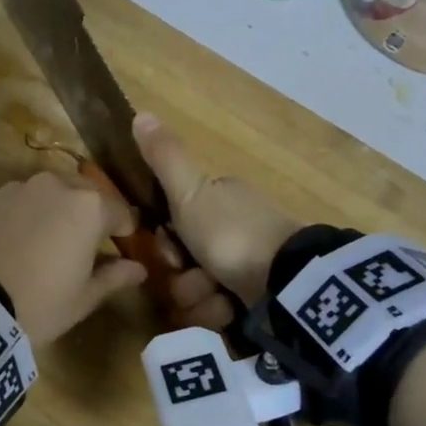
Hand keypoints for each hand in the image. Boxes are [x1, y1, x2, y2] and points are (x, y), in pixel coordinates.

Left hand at [0, 171, 146, 344]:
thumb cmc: (41, 303)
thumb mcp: (84, 297)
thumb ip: (114, 276)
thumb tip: (138, 268)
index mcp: (88, 207)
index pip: (119, 211)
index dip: (124, 229)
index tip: (123, 243)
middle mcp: (55, 186)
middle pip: (84, 193)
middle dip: (90, 212)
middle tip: (86, 241)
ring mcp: (18, 189)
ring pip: (48, 192)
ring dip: (56, 209)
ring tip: (49, 238)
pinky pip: (18, 201)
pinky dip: (25, 214)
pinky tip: (18, 241)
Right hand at [135, 113, 298, 306]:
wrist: (285, 280)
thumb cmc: (231, 231)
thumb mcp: (190, 192)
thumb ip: (164, 158)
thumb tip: (140, 112)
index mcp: (220, 200)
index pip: (174, 223)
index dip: (165, 240)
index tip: (170, 249)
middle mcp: (233, 229)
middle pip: (184, 261)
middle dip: (182, 276)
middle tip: (194, 276)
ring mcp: (248, 265)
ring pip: (198, 289)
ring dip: (199, 298)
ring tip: (216, 297)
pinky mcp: (258, 298)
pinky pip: (220, 310)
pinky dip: (220, 312)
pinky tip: (230, 311)